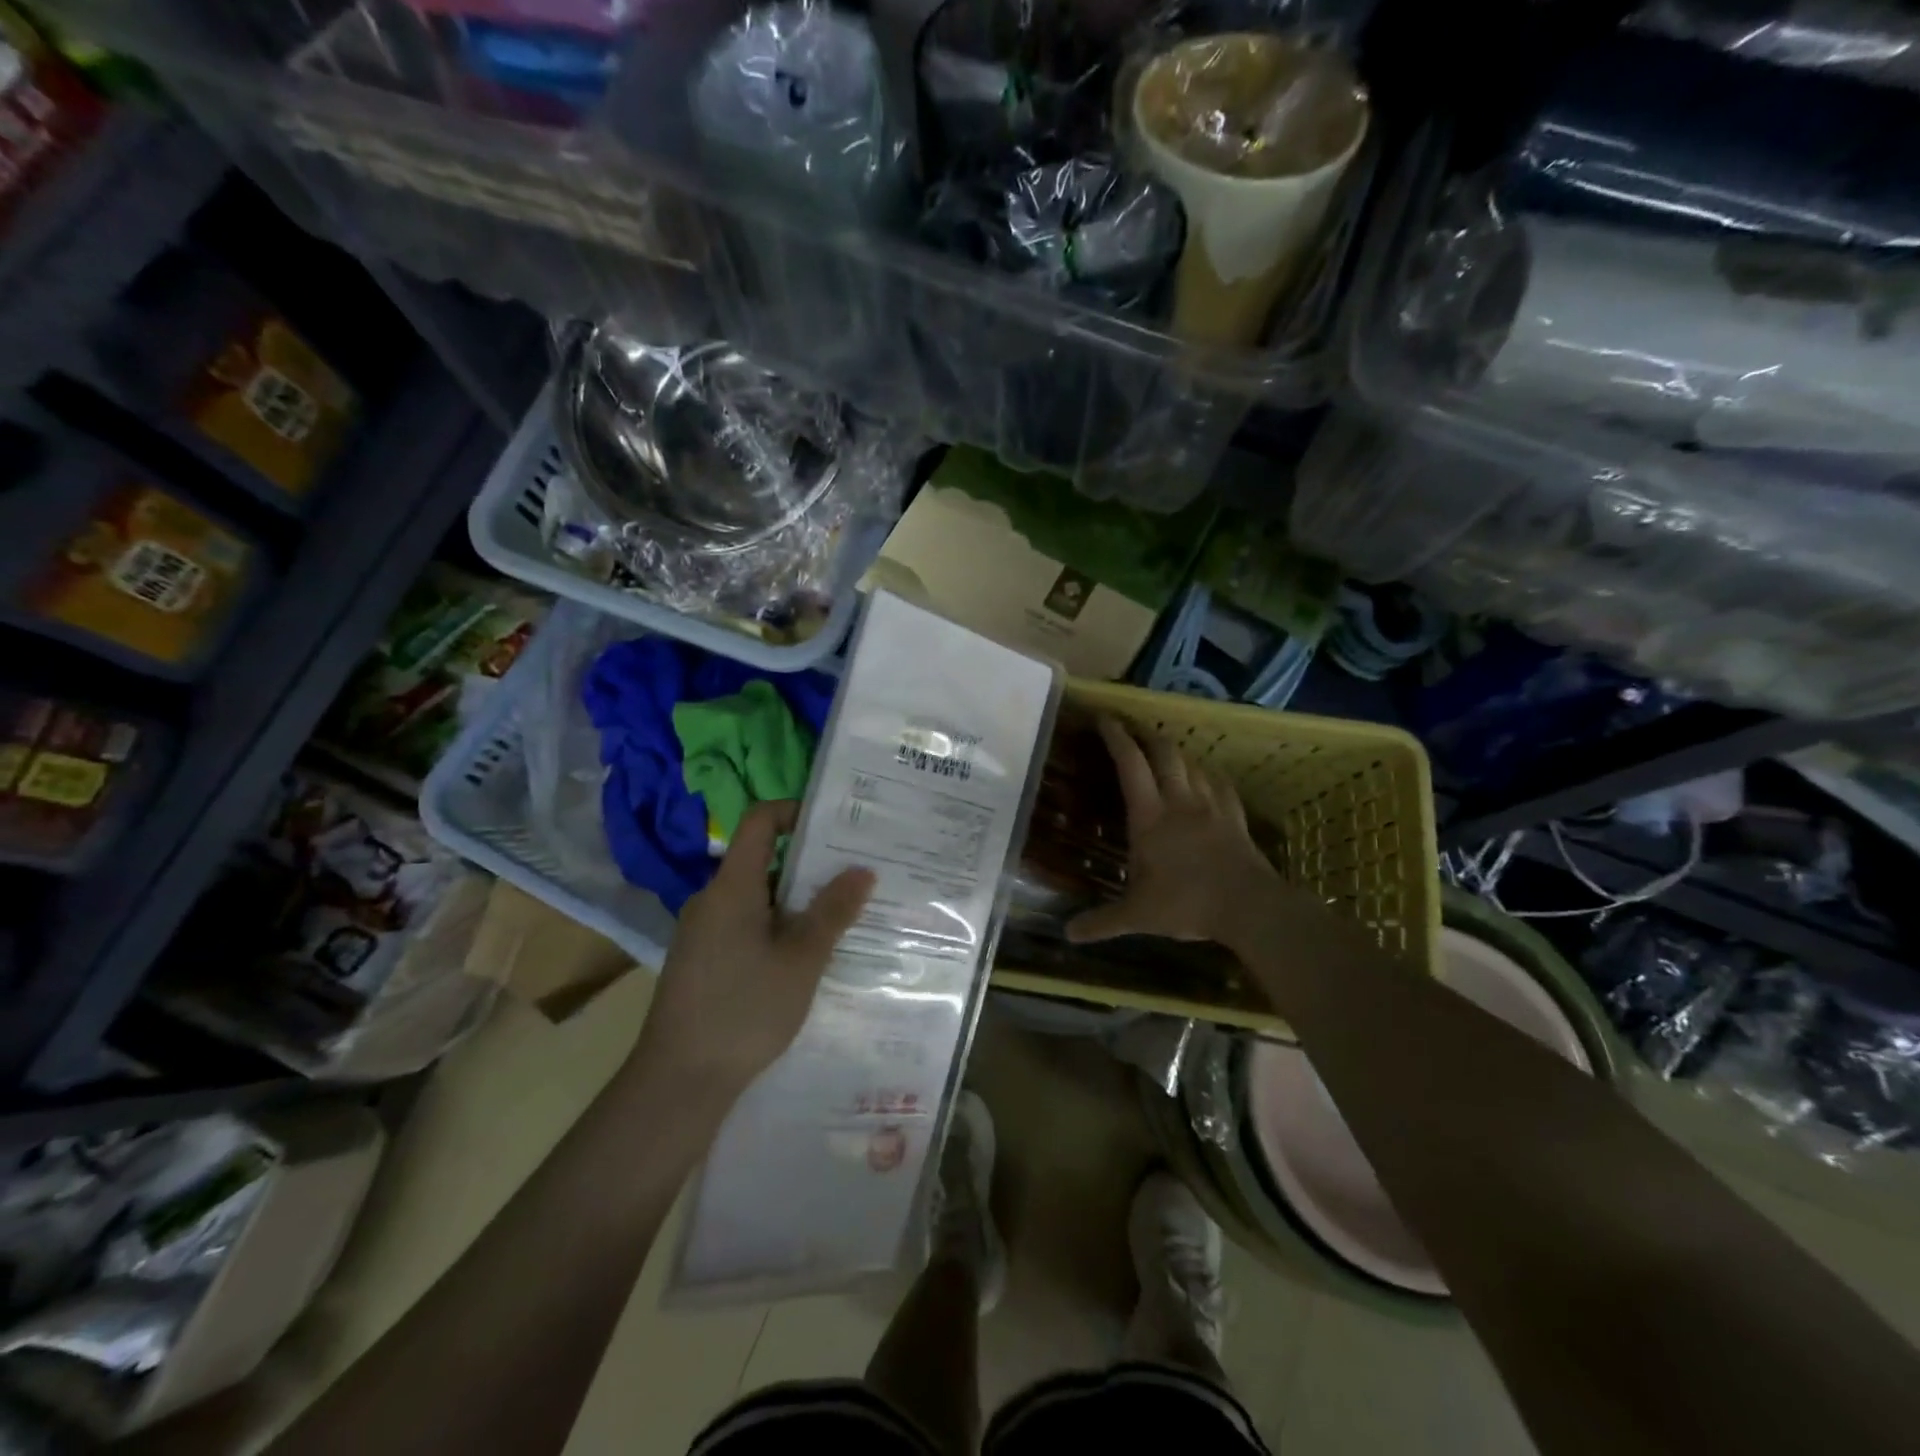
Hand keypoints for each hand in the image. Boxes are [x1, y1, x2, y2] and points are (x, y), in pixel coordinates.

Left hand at [636, 800, 873, 1102]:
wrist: (678, 1080)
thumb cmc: (744, 1010)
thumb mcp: (801, 959)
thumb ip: (832, 911)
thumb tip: (862, 870)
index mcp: (732, 886)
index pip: (759, 822)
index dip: (794, 811)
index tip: (834, 825)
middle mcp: (711, 899)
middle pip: (761, 859)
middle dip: (808, 863)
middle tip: (853, 874)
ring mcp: (702, 930)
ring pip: (755, 896)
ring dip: (795, 899)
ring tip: (839, 914)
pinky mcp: (700, 959)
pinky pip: (744, 923)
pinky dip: (776, 925)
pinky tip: (803, 954)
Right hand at [1067, 716, 1282, 947]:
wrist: (1249, 907)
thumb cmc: (1187, 904)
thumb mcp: (1137, 916)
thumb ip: (1101, 922)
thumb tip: (1066, 934)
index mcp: (1149, 816)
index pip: (1129, 763)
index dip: (1115, 737)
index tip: (1104, 719)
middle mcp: (1179, 800)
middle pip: (1163, 752)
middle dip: (1145, 733)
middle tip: (1132, 727)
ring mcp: (1211, 805)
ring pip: (1191, 763)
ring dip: (1175, 751)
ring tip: (1164, 751)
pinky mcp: (1235, 816)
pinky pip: (1220, 784)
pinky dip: (1207, 774)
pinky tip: (1206, 777)